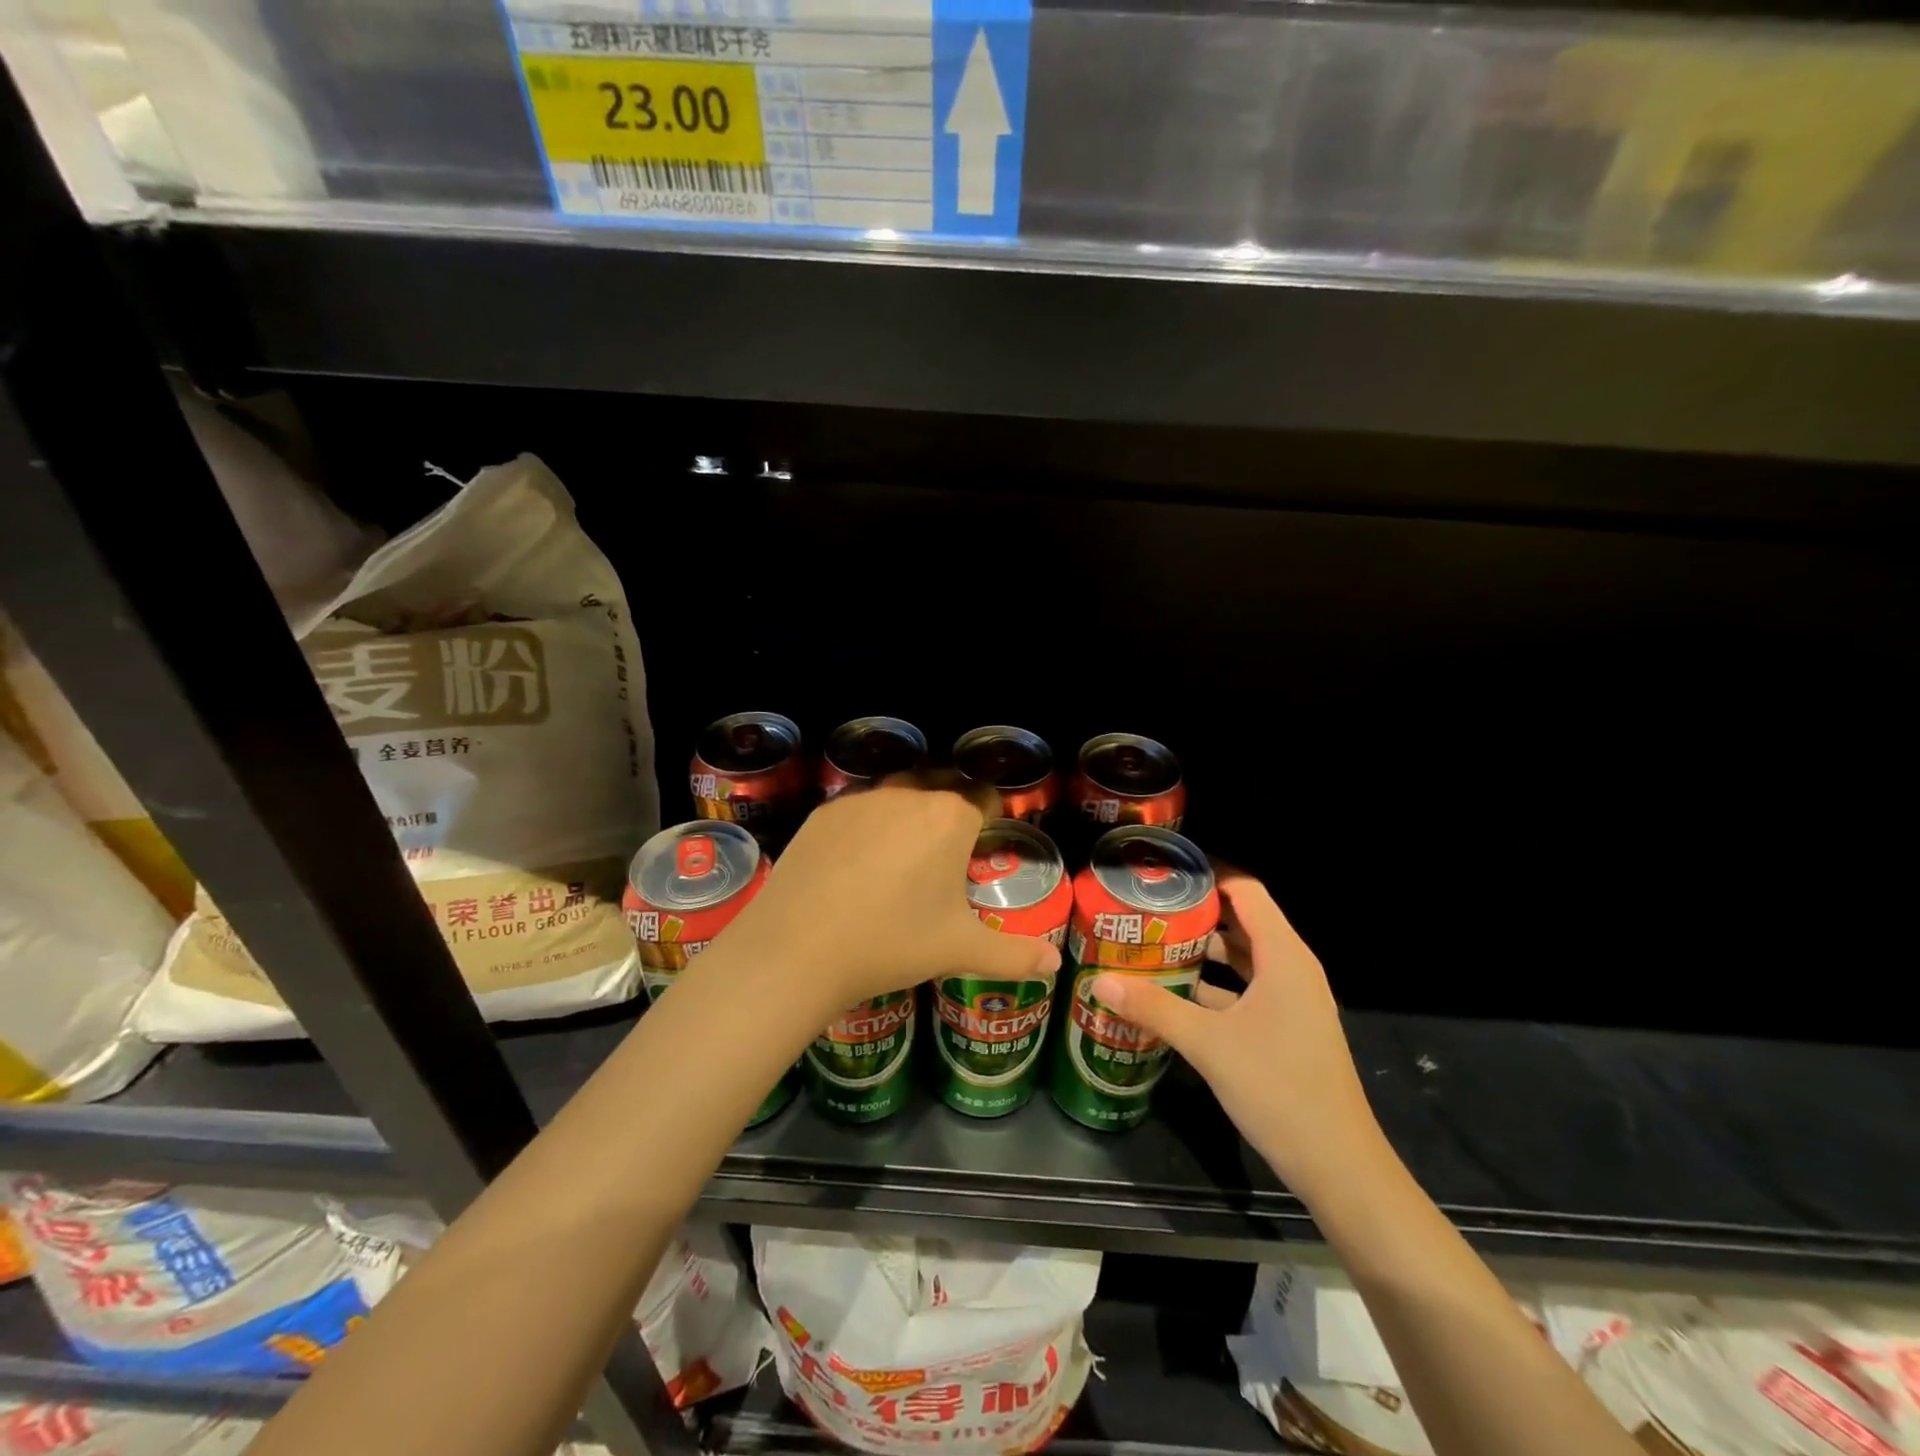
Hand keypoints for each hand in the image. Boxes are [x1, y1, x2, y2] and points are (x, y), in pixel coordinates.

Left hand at [713, 775, 1062, 1018]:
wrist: (798, 948)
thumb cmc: (892, 943)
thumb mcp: (959, 949)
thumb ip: (1015, 954)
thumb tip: (1056, 965)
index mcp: (950, 817)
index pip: (985, 798)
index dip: (991, 817)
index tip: (987, 842)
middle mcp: (909, 794)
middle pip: (942, 788)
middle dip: (950, 812)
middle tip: (946, 855)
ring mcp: (862, 799)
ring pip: (898, 794)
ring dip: (908, 815)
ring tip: (901, 859)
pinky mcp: (824, 812)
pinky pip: (859, 809)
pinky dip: (867, 826)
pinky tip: (856, 864)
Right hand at [1091, 865, 1384, 1200]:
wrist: (1338, 1165)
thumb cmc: (1279, 1088)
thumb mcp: (1208, 1044)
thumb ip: (1153, 1008)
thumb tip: (1099, 981)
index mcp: (1283, 956)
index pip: (1247, 891)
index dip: (1209, 874)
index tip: (1164, 872)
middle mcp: (1291, 969)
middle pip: (1241, 922)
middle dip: (1195, 913)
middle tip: (1146, 908)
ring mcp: (1291, 1001)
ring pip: (1241, 959)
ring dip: (1201, 951)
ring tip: (1150, 944)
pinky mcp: (1286, 1028)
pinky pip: (1244, 989)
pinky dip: (1212, 985)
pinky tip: (1172, 994)